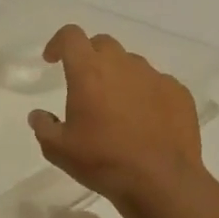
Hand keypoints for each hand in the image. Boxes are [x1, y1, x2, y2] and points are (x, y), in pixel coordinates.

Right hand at [28, 25, 203, 215]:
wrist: (160, 181)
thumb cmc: (102, 161)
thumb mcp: (58, 150)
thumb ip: (43, 126)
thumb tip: (39, 115)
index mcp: (89, 72)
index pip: (71, 36)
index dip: (58, 43)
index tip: (52, 60)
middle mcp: (123, 65)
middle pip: (103, 44)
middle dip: (89, 56)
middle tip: (84, 84)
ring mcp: (155, 77)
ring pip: (131, 64)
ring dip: (119, 76)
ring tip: (116, 108)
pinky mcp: (179, 93)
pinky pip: (157, 84)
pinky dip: (145, 94)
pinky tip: (144, 121)